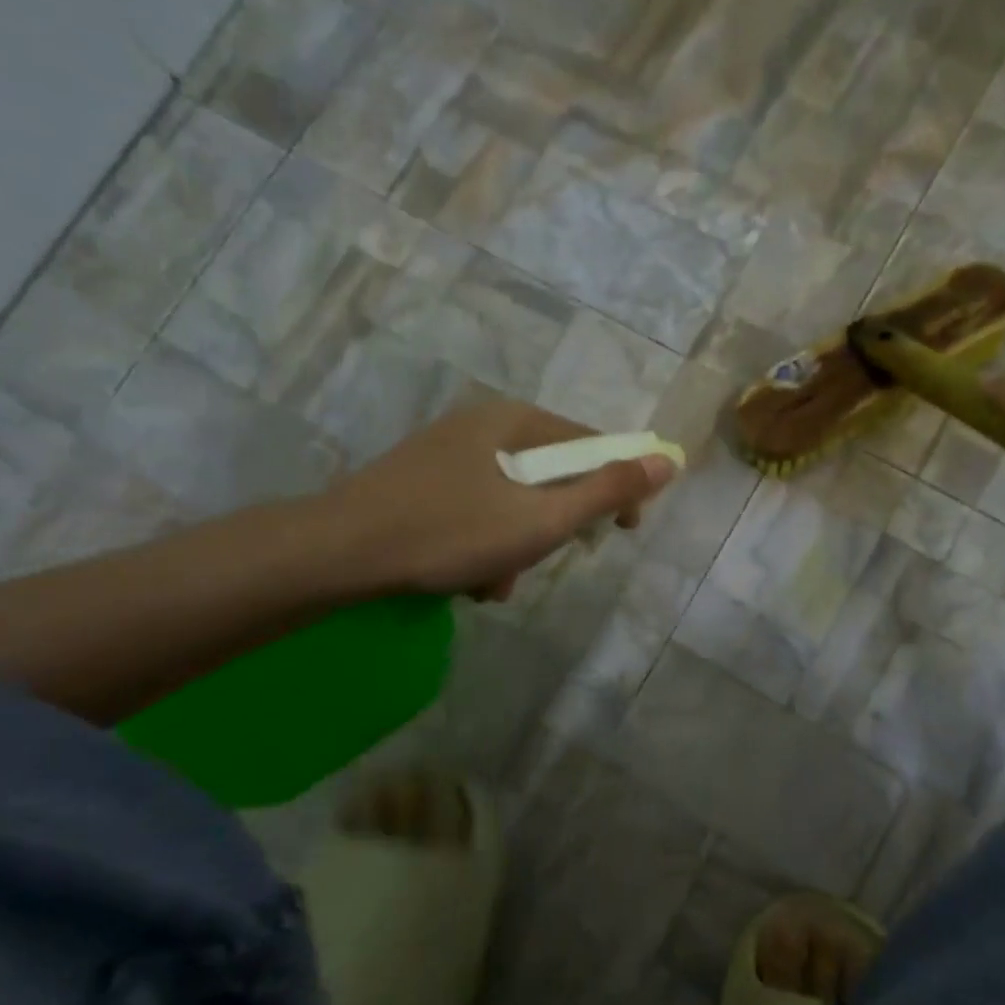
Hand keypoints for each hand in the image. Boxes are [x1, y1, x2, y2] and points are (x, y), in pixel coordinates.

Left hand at [316, 401, 678, 600]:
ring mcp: (447, 452)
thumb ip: (607, 491)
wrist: (337, 553)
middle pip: (549, 476)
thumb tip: (667, 460)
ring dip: (517, 545)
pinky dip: (483, 544)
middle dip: (553, 527)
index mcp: (513, 421)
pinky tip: (465, 578)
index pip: (591, 446)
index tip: (622, 533)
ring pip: (511, 500)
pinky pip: (477, 509)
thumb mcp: (541, 519)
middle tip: (544, 560)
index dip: (617, 488)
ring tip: (494, 583)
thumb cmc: (449, 533)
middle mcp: (482, 425)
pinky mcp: (422, 481)